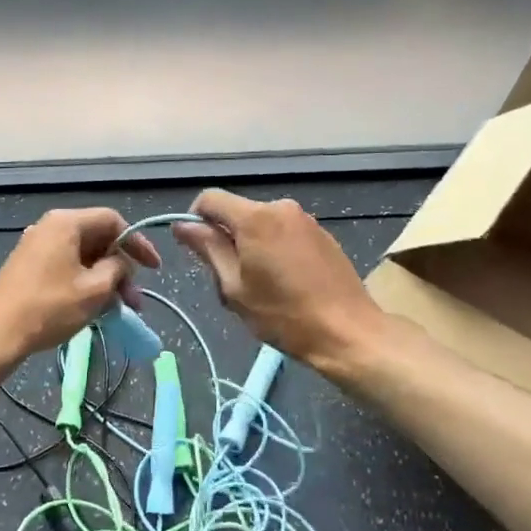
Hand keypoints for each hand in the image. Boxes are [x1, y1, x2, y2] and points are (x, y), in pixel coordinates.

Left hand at [0, 208, 162, 374]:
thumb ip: (117, 268)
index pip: (113, 220)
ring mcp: (37, 246)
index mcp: (66, 222)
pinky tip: (95, 307)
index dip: (137, 242)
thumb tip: (120, 264)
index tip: (154, 268)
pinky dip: (86, 283)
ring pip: (83, 256)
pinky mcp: (29, 267)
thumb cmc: (49, 307)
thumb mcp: (94, 289)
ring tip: (119, 309)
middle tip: (134, 299)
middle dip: (121, 268)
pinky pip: (67, 266)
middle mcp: (50, 227)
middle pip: (98, 238)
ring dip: (105, 279)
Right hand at [172, 190, 387, 373]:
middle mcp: (281, 207)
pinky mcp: (322, 234)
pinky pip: (284, 232)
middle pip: (237, 212)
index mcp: (256, 217)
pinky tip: (286, 282)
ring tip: (260, 286)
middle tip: (230, 281)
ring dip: (250, 245)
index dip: (195, 219)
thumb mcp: (234, 287)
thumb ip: (208, 249)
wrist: (348, 331)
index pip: (210, 198)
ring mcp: (305, 219)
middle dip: (226, 238)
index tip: (196, 249)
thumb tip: (182, 225)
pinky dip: (274, 248)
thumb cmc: (283, 315)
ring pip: (261, 223)